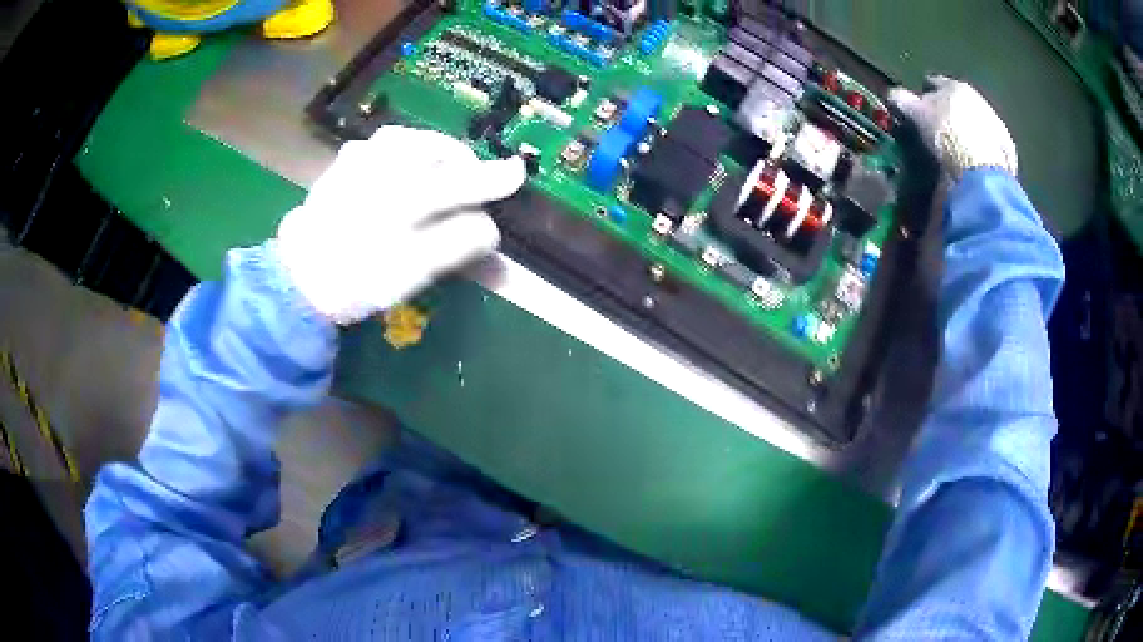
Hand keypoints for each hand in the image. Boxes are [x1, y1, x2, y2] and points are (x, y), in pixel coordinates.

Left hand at [276, 126, 526, 323]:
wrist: (298, 279)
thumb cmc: (356, 279)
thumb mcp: (411, 272)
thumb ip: (453, 244)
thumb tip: (490, 226)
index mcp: (401, 196)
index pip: (458, 180)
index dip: (492, 178)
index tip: (518, 172)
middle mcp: (382, 167)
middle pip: (433, 148)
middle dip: (459, 160)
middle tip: (471, 182)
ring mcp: (358, 160)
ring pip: (406, 138)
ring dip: (430, 150)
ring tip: (439, 171)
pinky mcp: (343, 164)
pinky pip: (380, 143)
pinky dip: (401, 150)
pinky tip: (400, 168)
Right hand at [888, 76, 1016, 178]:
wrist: (981, 171)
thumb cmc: (946, 136)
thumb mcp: (917, 115)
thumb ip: (903, 101)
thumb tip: (893, 94)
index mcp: (952, 85)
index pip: (933, 82)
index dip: (924, 94)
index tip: (918, 109)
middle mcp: (977, 98)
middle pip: (958, 102)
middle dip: (949, 113)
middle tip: (938, 131)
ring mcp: (995, 122)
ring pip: (976, 122)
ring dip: (967, 131)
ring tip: (957, 151)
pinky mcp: (1007, 149)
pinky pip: (990, 145)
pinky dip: (982, 151)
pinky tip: (974, 164)